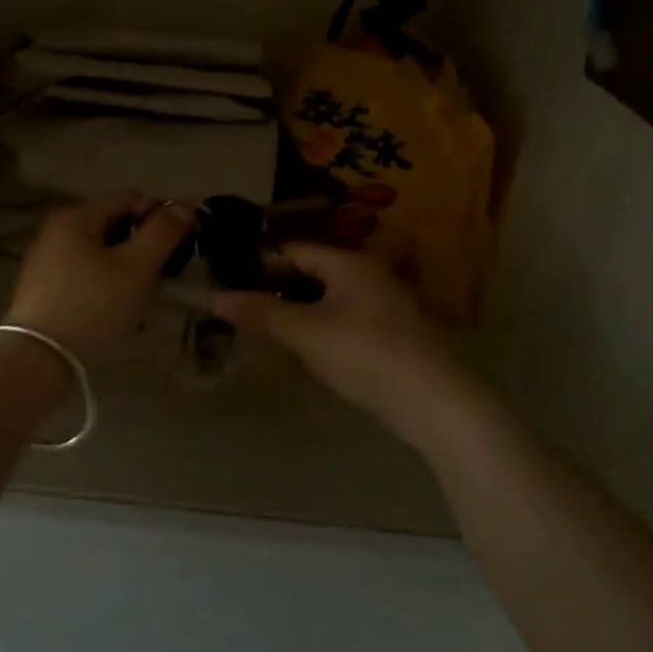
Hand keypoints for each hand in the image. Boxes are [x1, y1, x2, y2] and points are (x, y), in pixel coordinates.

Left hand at [7, 194, 196, 360]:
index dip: (162, 216)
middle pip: (116, 226)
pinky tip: (118, 314)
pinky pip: (88, 276)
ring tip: (143, 303)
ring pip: (104, 254)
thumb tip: (184, 207)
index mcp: (77, 215)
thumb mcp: (137, 267)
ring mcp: (48, 260)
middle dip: (145, 248)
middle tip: (164, 278)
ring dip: (129, 272)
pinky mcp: (45, 289)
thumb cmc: (92, 306)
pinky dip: (108, 287)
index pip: (131, 198)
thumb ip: (163, 232)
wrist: (37, 360)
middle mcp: (58, 230)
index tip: (182, 246)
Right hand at [211, 243, 475, 443]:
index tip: (232, 279)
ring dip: (301, 309)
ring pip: (332, 297)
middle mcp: (371, 274)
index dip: (262, 262)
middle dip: (280, 287)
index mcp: (349, 263)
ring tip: (271, 329)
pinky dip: (324, 326)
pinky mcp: (396, 334)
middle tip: (247, 306)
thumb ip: (261, 313)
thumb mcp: (305, 332)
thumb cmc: (364, 353)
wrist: (437, 402)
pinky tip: (310, 350)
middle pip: (315, 272)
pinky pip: (348, 319)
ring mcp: (387, 305)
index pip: (296, 250)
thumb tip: (215, 297)